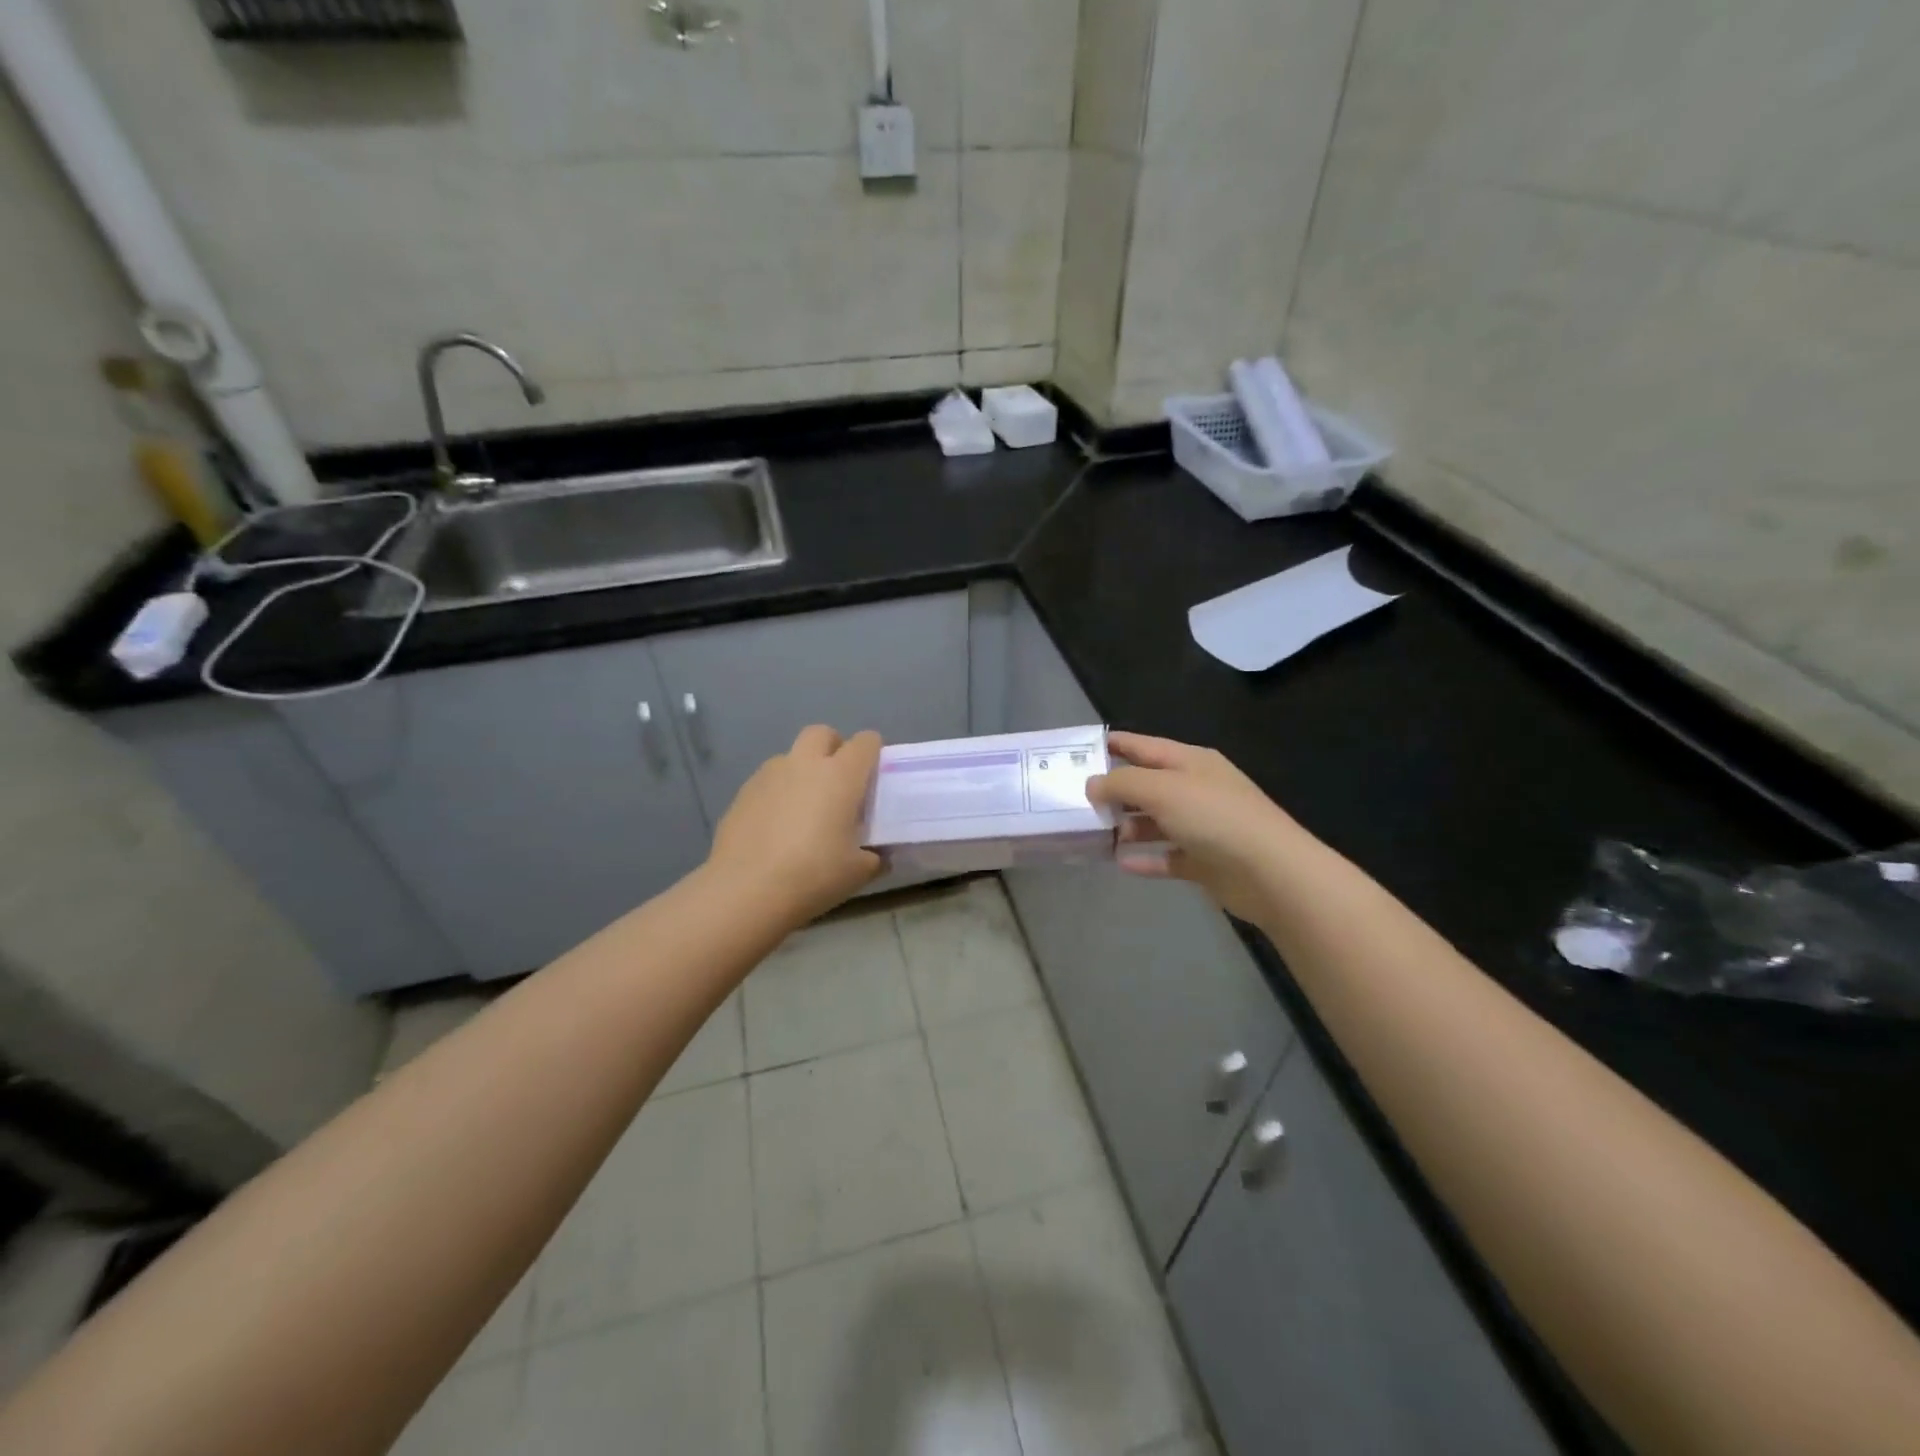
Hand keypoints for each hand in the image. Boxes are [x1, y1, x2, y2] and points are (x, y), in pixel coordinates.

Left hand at [707, 725, 883, 923]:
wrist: (746, 890)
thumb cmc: (813, 875)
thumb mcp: (858, 872)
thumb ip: (874, 858)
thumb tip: (877, 856)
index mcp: (841, 775)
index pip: (865, 742)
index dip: (873, 753)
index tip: (874, 777)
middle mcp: (805, 764)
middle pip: (822, 733)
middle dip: (833, 748)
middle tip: (839, 782)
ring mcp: (769, 775)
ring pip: (791, 756)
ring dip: (802, 771)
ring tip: (804, 808)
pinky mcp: (743, 792)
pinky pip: (768, 781)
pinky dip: (778, 793)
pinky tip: (776, 827)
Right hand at [1087, 732, 1303, 922]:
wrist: (1270, 872)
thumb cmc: (1214, 817)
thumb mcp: (1162, 789)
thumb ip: (1122, 782)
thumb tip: (1093, 784)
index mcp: (1190, 762)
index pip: (1144, 746)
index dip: (1114, 745)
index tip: (1079, 751)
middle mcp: (1196, 790)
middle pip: (1147, 786)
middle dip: (1114, 792)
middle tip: (1076, 801)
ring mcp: (1202, 826)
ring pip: (1155, 823)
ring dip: (1127, 828)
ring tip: (1095, 835)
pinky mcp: (1205, 861)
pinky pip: (1167, 856)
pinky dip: (1145, 859)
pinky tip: (1120, 863)